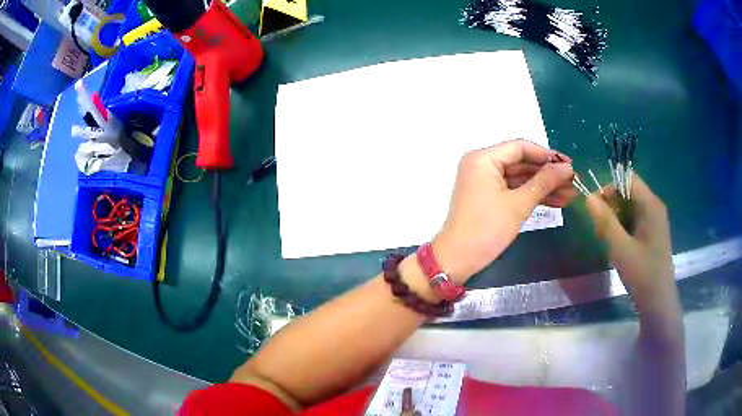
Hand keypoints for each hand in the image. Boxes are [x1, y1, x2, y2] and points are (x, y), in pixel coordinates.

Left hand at [432, 140, 574, 282]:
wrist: (457, 260)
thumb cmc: (486, 230)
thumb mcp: (518, 204)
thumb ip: (543, 182)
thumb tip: (567, 168)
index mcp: (483, 159)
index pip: (520, 148)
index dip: (547, 156)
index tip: (570, 165)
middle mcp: (482, 164)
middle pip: (522, 162)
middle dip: (548, 174)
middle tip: (574, 182)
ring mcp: (485, 181)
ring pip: (520, 178)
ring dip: (544, 187)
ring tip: (571, 194)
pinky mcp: (488, 196)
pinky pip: (514, 190)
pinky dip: (532, 196)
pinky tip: (557, 202)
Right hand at [584, 175, 674, 296]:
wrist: (658, 302)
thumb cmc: (642, 274)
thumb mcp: (621, 248)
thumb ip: (605, 221)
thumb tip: (588, 198)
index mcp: (651, 205)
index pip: (627, 180)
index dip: (609, 188)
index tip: (595, 207)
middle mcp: (654, 207)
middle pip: (628, 193)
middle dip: (611, 206)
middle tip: (598, 229)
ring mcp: (654, 221)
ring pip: (630, 208)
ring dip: (615, 218)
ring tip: (605, 240)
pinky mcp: (652, 233)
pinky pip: (634, 220)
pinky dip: (622, 228)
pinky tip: (616, 245)